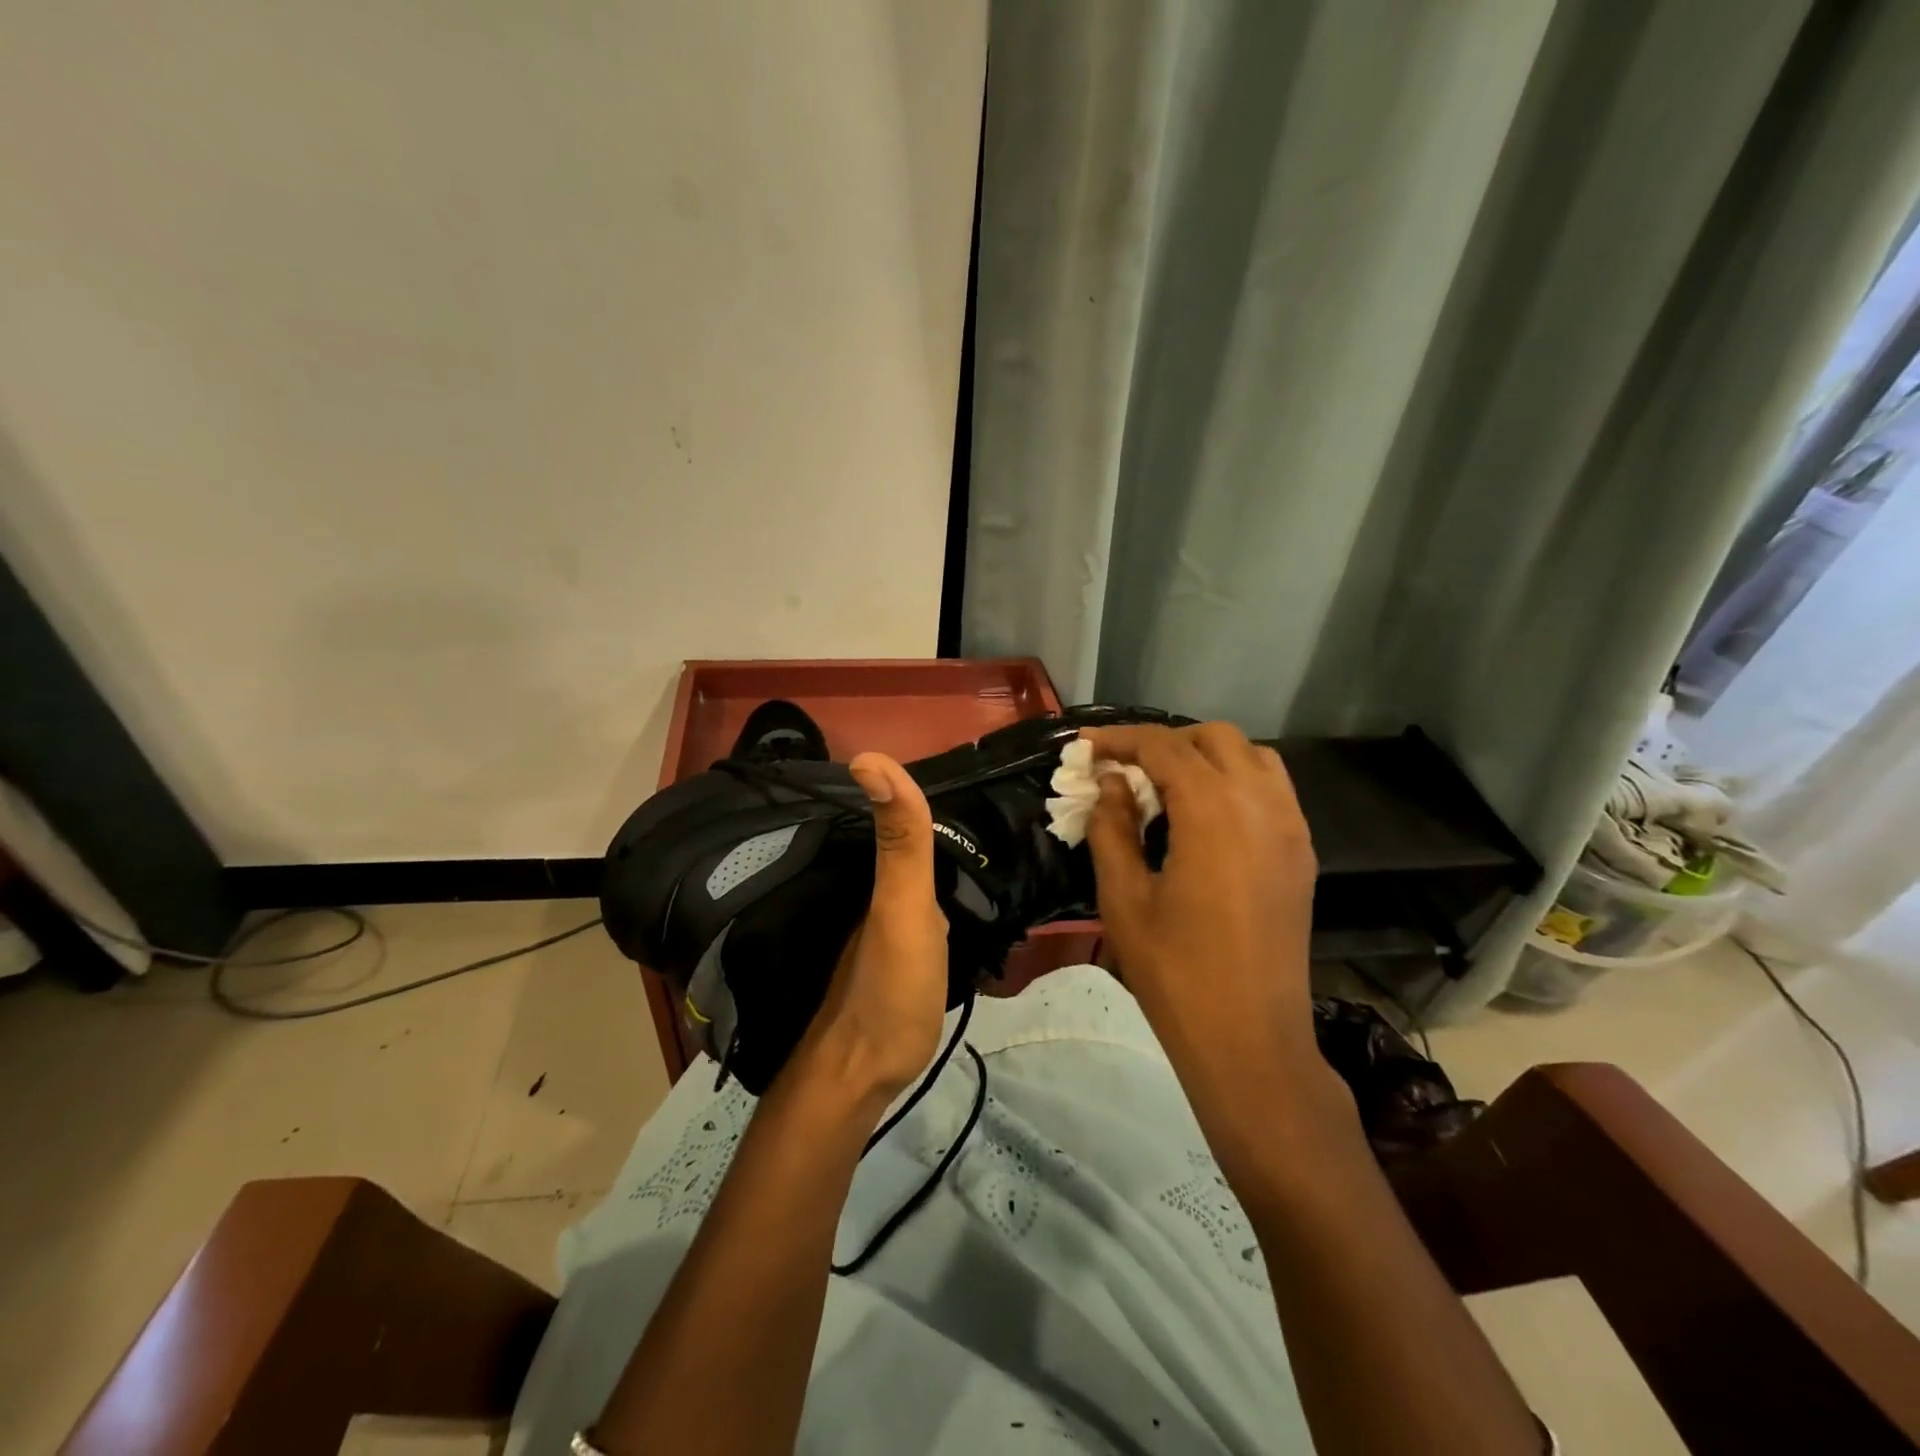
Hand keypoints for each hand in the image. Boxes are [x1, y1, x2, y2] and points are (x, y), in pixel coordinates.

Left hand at [791, 753, 950, 1108]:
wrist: (865, 1074)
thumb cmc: (888, 986)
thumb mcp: (901, 906)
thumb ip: (899, 840)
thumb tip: (868, 757)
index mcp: (881, 873)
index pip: (901, 812)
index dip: (921, 788)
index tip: (966, 771)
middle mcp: (879, 892)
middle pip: (908, 841)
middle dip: (934, 819)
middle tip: (985, 802)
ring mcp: (887, 926)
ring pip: (914, 875)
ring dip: (940, 856)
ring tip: (982, 840)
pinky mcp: (900, 957)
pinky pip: (922, 909)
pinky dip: (941, 894)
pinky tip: (961, 900)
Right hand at [1082, 723, 1318, 1074]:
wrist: (1250, 1039)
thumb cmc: (1175, 972)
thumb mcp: (1124, 897)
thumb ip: (1112, 827)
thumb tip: (1112, 782)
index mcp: (1213, 810)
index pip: (1163, 747)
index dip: (1119, 739)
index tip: (1085, 747)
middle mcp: (1260, 803)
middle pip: (1212, 738)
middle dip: (1164, 742)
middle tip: (1124, 770)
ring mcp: (1290, 826)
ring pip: (1250, 756)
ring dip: (1205, 756)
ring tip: (1166, 788)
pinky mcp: (1301, 852)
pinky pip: (1271, 788)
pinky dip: (1235, 780)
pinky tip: (1205, 816)